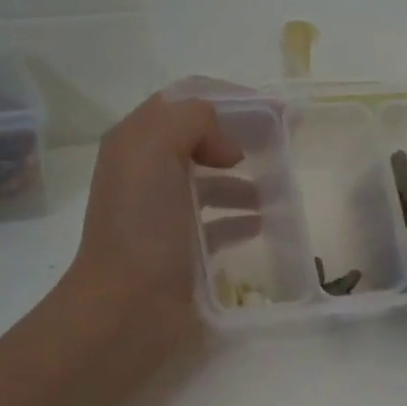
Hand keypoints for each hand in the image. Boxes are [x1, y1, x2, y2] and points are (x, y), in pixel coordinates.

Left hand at [65, 90, 260, 319]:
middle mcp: (146, 172)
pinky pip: (216, 222)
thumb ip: (190, 121)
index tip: (273, 111)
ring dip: (243, 180)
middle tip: (279, 148)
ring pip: (209, 181)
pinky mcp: (180, 248)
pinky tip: (263, 223)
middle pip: (199, 139)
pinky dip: (240, 217)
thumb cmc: (142, 226)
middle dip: (238, 138)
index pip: (185, 100)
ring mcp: (163, 212)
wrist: (126, 306)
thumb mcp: (155, 151)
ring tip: (276, 191)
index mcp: (136, 142)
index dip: (228, 99)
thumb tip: (225, 145)